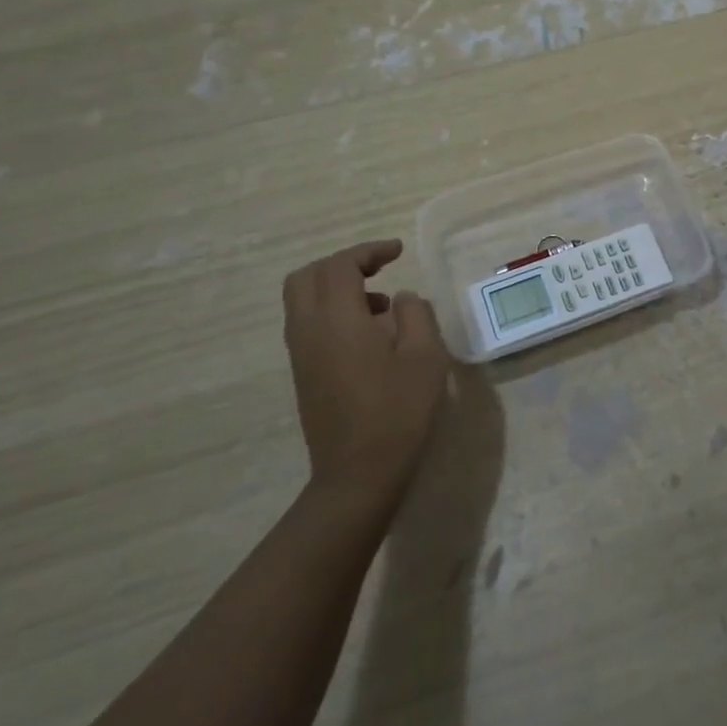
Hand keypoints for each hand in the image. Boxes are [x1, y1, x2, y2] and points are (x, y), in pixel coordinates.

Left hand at [282, 239, 450, 517]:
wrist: (358, 475)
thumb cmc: (398, 412)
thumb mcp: (425, 357)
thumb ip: (415, 315)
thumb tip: (402, 298)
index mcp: (338, 320)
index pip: (340, 265)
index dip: (368, 251)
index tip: (398, 251)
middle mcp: (309, 330)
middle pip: (308, 276)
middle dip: (342, 263)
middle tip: (379, 268)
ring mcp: (301, 354)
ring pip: (302, 300)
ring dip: (336, 288)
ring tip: (381, 304)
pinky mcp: (303, 374)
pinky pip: (307, 323)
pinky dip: (331, 311)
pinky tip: (368, 333)